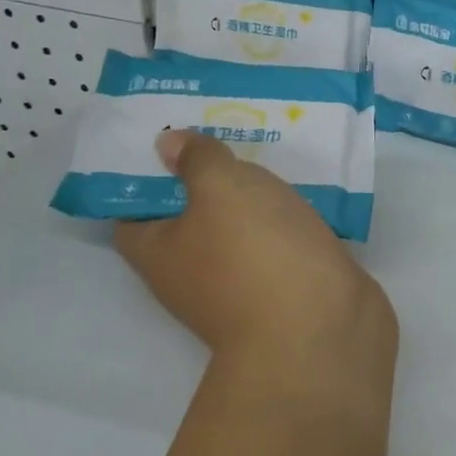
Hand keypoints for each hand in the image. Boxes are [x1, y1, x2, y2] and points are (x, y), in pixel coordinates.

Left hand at [114, 131, 395, 370]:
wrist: (322, 329)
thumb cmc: (255, 252)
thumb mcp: (220, 188)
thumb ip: (197, 160)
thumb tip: (167, 145)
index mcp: (159, 252)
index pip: (133, 208)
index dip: (144, 170)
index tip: (167, 132)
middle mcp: (192, 271)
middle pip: (189, 212)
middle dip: (205, 171)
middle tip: (222, 126)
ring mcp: (241, 281)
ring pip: (238, 224)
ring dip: (250, 192)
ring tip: (265, 143)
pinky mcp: (285, 283)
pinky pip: (277, 238)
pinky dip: (284, 213)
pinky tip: (301, 183)